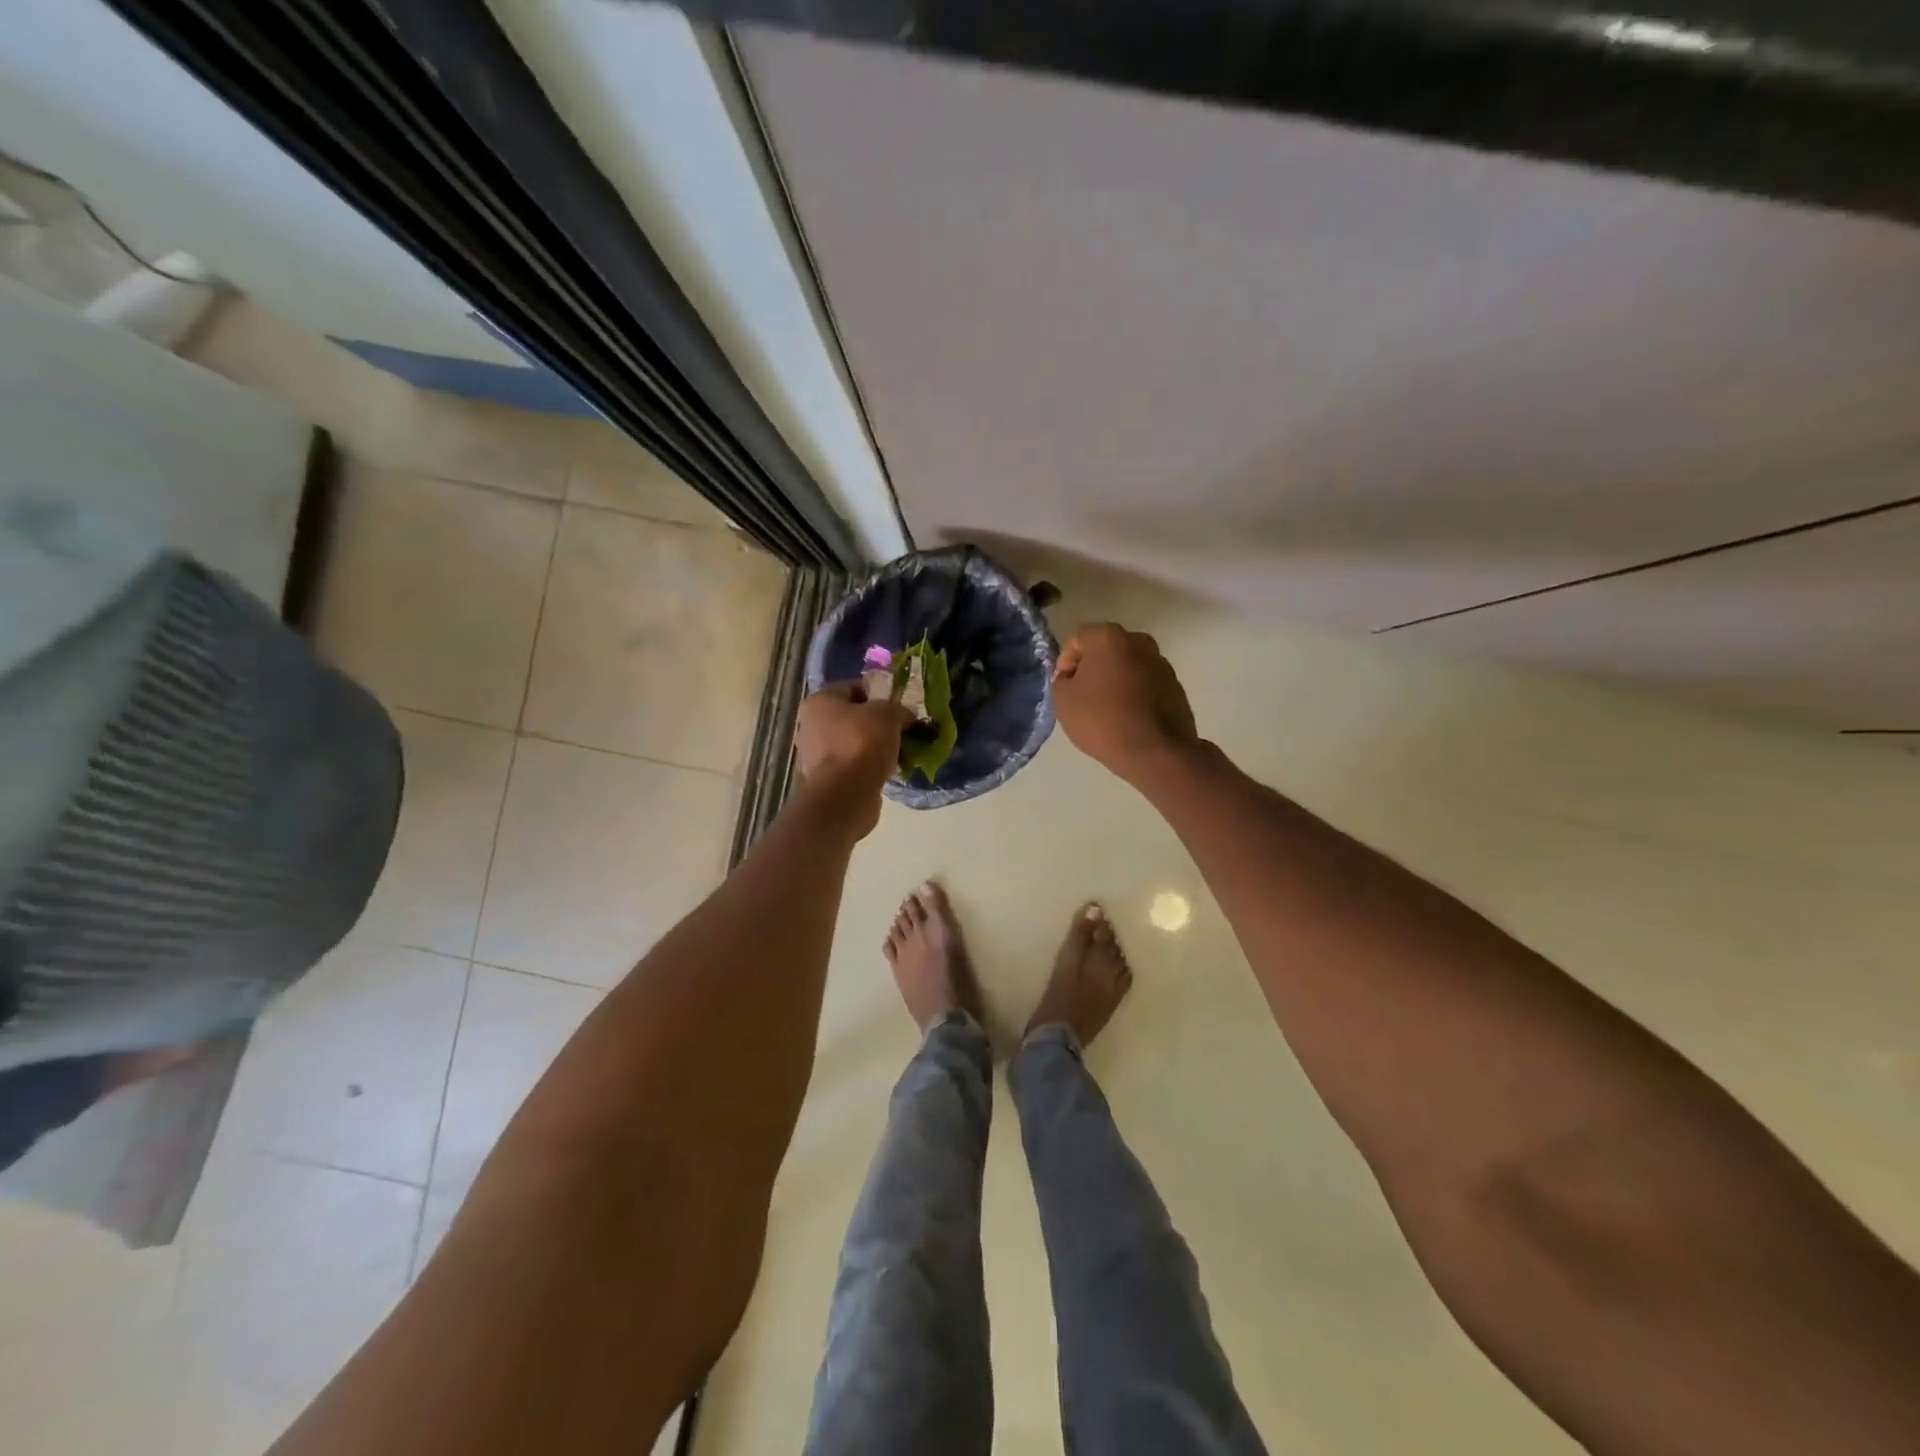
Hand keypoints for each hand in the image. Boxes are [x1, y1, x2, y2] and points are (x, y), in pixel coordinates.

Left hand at [794, 682, 913, 833]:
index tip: (897, 706)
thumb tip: (906, 716)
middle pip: (850, 716)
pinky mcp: (824, 779)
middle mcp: (809, 725)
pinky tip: (885, 770)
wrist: (846, 792)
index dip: (878, 694)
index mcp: (819, 701)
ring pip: (850, 742)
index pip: (852, 687)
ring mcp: (814, 755)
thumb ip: (899, 709)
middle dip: (875, 722)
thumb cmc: (863, 742)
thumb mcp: (889, 714)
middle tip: (899, 729)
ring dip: (872, 746)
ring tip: (896, 752)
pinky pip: (850, 765)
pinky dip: (866, 766)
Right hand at [1052, 623, 1198, 782]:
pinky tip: (1128, 717)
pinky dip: (1134, 693)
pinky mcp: (1175, 685)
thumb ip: (1061, 680)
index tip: (1064, 688)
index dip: (1065, 663)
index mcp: (1109, 637)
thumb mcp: (1063, 701)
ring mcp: (1161, 662)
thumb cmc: (1102, 720)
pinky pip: (1145, 683)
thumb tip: (1071, 677)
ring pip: (1128, 665)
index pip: (1077, 639)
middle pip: (1106, 649)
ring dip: (1115, 680)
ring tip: (1107, 709)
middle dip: (1092, 668)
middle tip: (1083, 696)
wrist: (1154, 751)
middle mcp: (1139, 641)